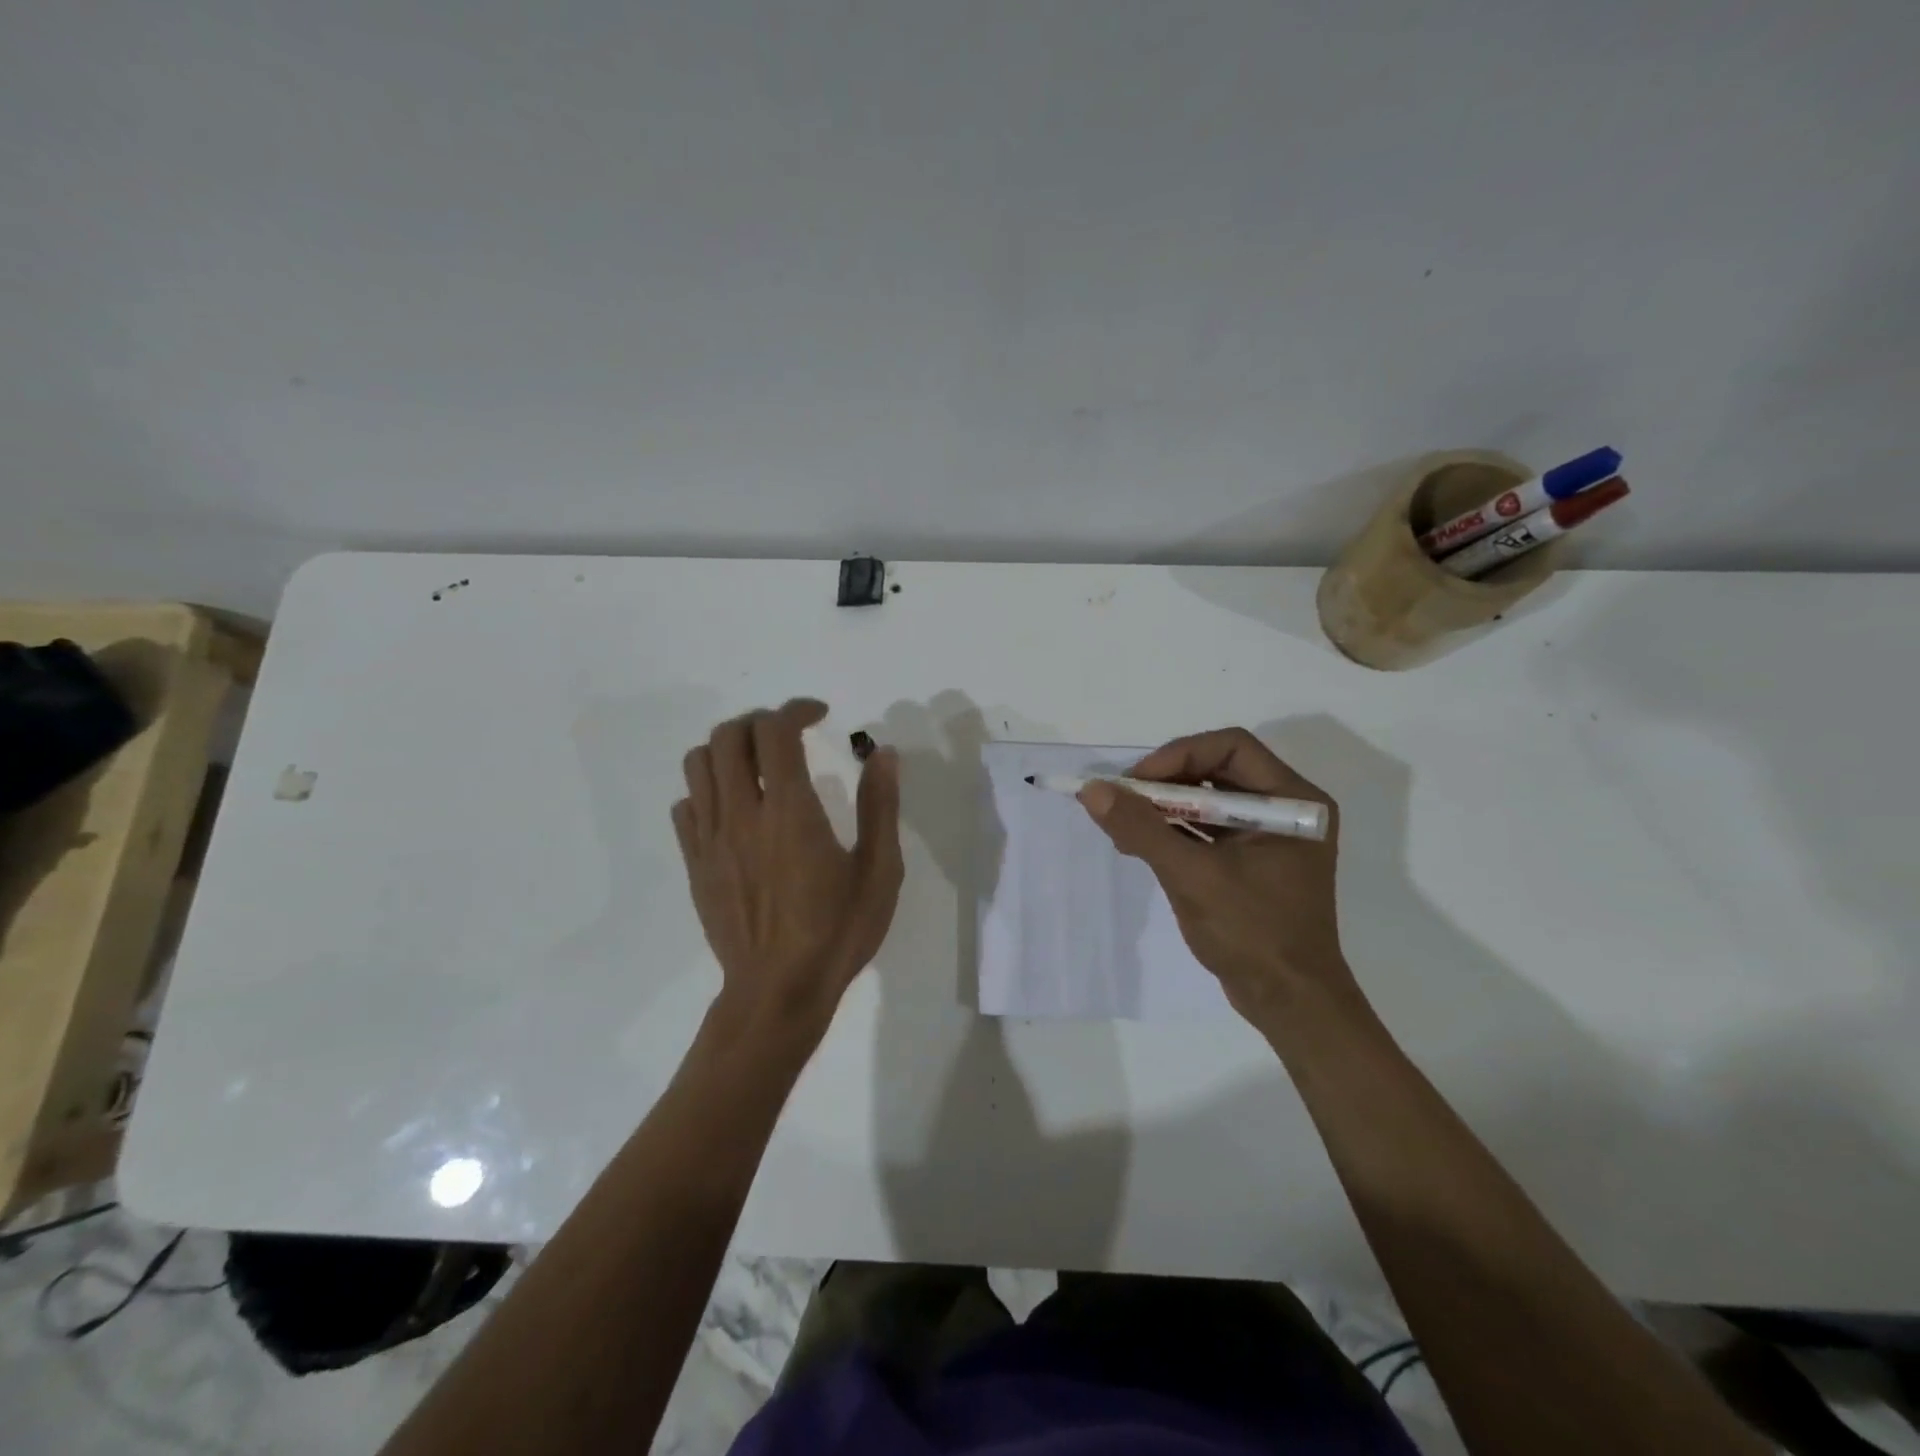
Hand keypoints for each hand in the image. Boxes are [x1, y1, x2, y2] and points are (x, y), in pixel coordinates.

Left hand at [673, 699, 902, 1037]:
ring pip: (698, 764)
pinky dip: (707, 789)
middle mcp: (742, 814)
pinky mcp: (696, 863)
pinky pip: (685, 806)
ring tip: (758, 764)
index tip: (820, 714)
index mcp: (790, 812)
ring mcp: (711, 839)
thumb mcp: (880, 872)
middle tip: (789, 735)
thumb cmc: (837, 932)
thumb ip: (880, 807)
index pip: (776, 732)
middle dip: (760, 722)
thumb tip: (883, 755)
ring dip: (728, 749)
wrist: (778, 992)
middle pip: (728, 737)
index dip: (796, 709)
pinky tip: (735, 808)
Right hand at [1078, 727, 1355, 1029]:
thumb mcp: (1192, 876)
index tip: (1137, 783)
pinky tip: (1139, 845)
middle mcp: (1287, 809)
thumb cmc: (1252, 934)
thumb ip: (1142, 829)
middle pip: (1216, 770)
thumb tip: (1092, 790)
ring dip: (1164, 808)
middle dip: (1165, 783)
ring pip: (1208, 800)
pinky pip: (1208, 829)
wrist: (1289, 1003)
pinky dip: (1174, 831)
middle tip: (1123, 801)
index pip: (1231, 747)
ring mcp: (1269, 836)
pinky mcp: (1251, 861)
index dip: (1179, 756)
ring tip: (1122, 826)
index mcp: (1293, 801)